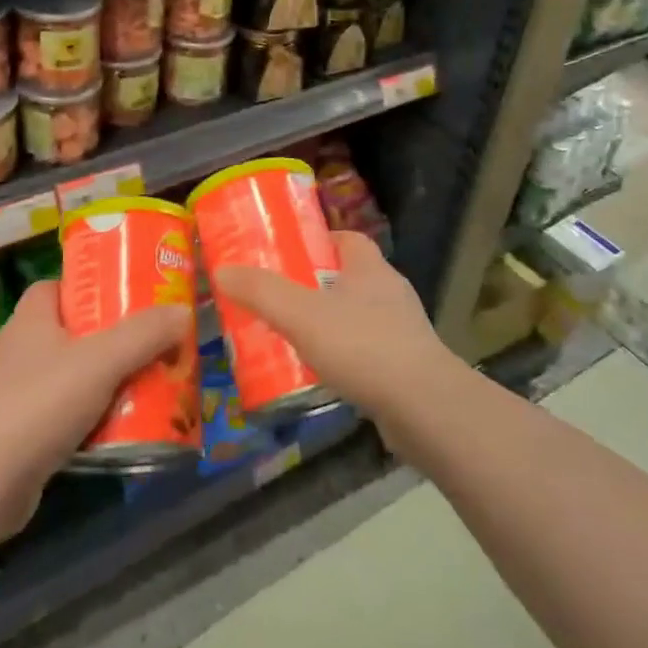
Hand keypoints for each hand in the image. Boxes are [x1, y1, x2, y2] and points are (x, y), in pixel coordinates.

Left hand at [0, 281, 189, 538]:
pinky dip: (89, 417)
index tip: (128, 298)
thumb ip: (144, 334)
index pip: (59, 286)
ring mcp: (14, 392)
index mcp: (30, 318)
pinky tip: (118, 429)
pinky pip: (62, 413)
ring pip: (70, 375)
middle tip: (150, 344)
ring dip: (104, 381)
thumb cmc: (41, 404)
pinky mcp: (18, 432)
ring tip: (145, 386)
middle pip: (72, 331)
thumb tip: (182, 310)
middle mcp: (19, 348)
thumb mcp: (102, 361)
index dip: (92, 287)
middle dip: (110, 339)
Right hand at [217, 232, 454, 422]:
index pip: (347, 238)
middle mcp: (391, 292)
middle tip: (281, 296)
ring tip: (295, 336)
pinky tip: (324, 373)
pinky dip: (347, 356)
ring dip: (332, 322)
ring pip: (360, 315)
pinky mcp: (408, 367)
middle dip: (317, 283)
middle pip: (350, 276)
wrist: (425, 409)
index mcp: (370, 268)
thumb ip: (261, 291)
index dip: (318, 240)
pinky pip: (370, 351)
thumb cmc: (362, 346)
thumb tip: (223, 270)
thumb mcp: (300, 314)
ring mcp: (404, 331)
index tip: (289, 252)